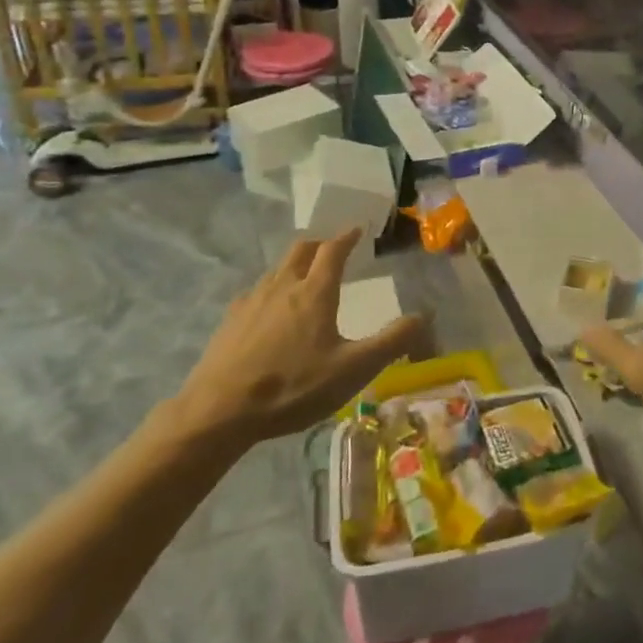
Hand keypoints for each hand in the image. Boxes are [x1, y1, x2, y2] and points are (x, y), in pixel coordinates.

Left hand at [171, 229, 427, 450]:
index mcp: (314, 292)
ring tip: (305, 277)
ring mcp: (251, 302)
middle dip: (320, 244)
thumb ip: (391, 341)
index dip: (347, 237)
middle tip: (332, 250)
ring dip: (295, 264)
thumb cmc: (293, 387)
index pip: (333, 250)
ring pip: (277, 269)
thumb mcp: (353, 369)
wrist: (218, 412)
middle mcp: (282, 286)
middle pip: (301, 250)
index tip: (357, 229)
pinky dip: (272, 290)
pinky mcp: (230, 322)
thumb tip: (424, 315)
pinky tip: (270, 312)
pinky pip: (256, 292)